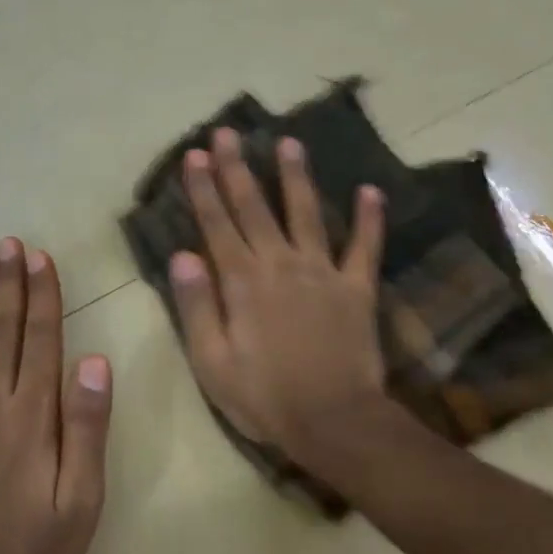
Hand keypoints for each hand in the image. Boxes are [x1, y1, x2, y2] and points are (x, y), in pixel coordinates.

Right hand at [169, 127, 391, 473]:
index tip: (195, 155)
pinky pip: (365, 247)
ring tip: (289, 143)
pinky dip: (370, 219)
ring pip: (307, 214)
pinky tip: (371, 190)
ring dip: (296, 177)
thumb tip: (182, 255)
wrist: (333, 421)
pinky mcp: (357, 289)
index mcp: (242, 283)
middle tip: (228, 132)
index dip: (204, 189)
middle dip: (238, 169)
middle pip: (255, 208)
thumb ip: (197, 305)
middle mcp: (281, 265)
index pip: (217, 225)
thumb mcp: (212, 361)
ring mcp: (323, 273)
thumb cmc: (263, 397)